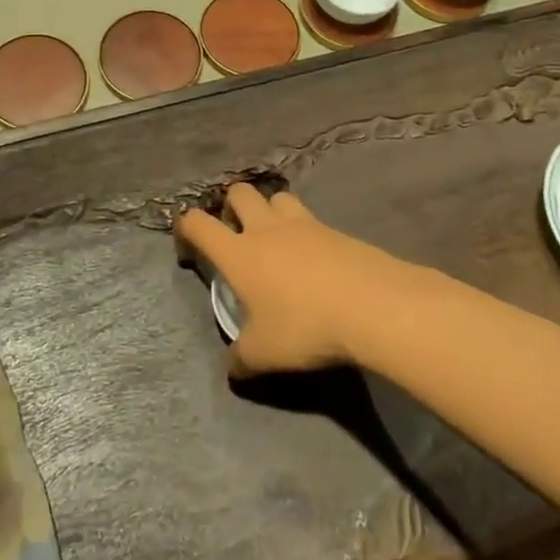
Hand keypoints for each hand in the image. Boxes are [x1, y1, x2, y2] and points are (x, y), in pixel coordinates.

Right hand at [175, 184, 427, 377]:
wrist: (374, 306)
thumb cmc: (305, 326)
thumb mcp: (264, 354)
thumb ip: (241, 358)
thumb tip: (233, 368)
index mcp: (238, 252)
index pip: (198, 223)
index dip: (185, 229)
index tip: (188, 250)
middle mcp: (266, 228)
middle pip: (238, 192)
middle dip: (230, 207)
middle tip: (236, 237)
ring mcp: (304, 224)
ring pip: (276, 196)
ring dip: (269, 210)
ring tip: (274, 240)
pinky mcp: (335, 230)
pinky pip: (310, 219)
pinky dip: (303, 231)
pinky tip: (313, 260)